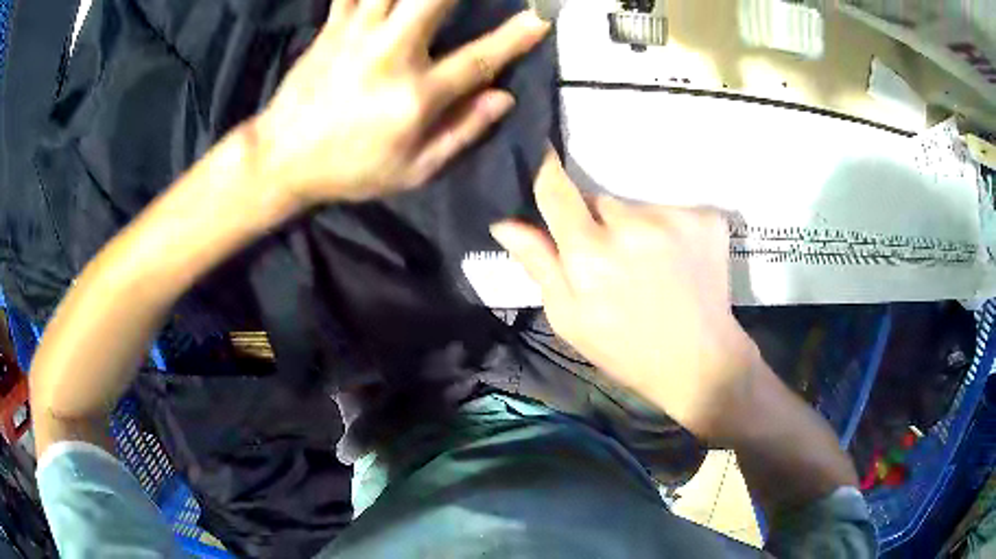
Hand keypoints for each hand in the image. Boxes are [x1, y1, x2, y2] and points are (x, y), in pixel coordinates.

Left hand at [253, 0, 549, 205]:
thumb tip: (504, 98)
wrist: (281, 158)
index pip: (478, 60)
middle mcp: (391, 55)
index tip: (539, 20)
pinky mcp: (332, 27)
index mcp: (415, 97)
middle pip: (434, 1)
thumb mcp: (411, 171)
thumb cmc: (349, 169)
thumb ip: (462, 132)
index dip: (515, 39)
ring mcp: (358, 35)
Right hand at [491, 148, 761, 440]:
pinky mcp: (708, 219)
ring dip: (636, 227)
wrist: (700, 362)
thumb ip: (540, 266)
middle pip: (601, 200)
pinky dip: (670, 229)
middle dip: (599, 223)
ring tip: (650, 265)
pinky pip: (673, 209)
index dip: (545, 169)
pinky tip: (678, 261)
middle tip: (613, 262)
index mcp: (591, 255)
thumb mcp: (570, 320)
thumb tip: (505, 223)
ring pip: (638, 206)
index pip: (556, 190)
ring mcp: (676, 219)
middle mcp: (633, 226)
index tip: (540, 151)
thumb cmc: (626, 348)